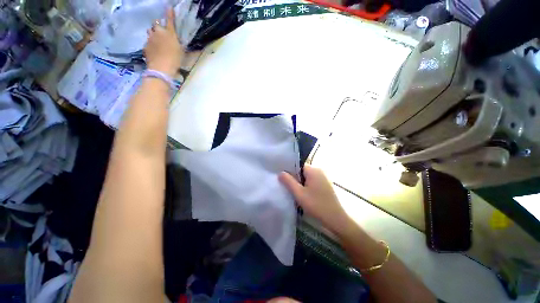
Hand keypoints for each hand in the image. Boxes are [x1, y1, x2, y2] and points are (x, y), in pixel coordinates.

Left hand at [144, 8, 184, 77]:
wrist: (162, 68)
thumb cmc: (175, 60)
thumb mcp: (181, 52)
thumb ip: (180, 45)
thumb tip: (186, 44)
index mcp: (169, 33)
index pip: (170, 20)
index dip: (169, 13)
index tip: (168, 6)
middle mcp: (158, 32)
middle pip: (156, 24)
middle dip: (158, 26)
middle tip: (162, 32)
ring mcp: (150, 39)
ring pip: (150, 31)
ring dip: (153, 34)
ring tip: (157, 41)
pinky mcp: (145, 46)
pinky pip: (147, 42)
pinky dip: (150, 44)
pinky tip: (154, 51)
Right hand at [279, 165, 351, 234]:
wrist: (335, 219)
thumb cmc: (316, 204)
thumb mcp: (299, 193)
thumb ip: (288, 181)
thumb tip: (280, 172)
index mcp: (313, 170)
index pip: (298, 165)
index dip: (290, 170)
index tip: (283, 177)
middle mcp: (319, 171)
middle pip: (302, 171)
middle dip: (295, 178)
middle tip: (287, 186)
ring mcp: (324, 178)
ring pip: (307, 177)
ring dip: (300, 183)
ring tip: (293, 191)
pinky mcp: (326, 185)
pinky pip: (313, 181)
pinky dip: (307, 186)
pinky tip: (303, 194)